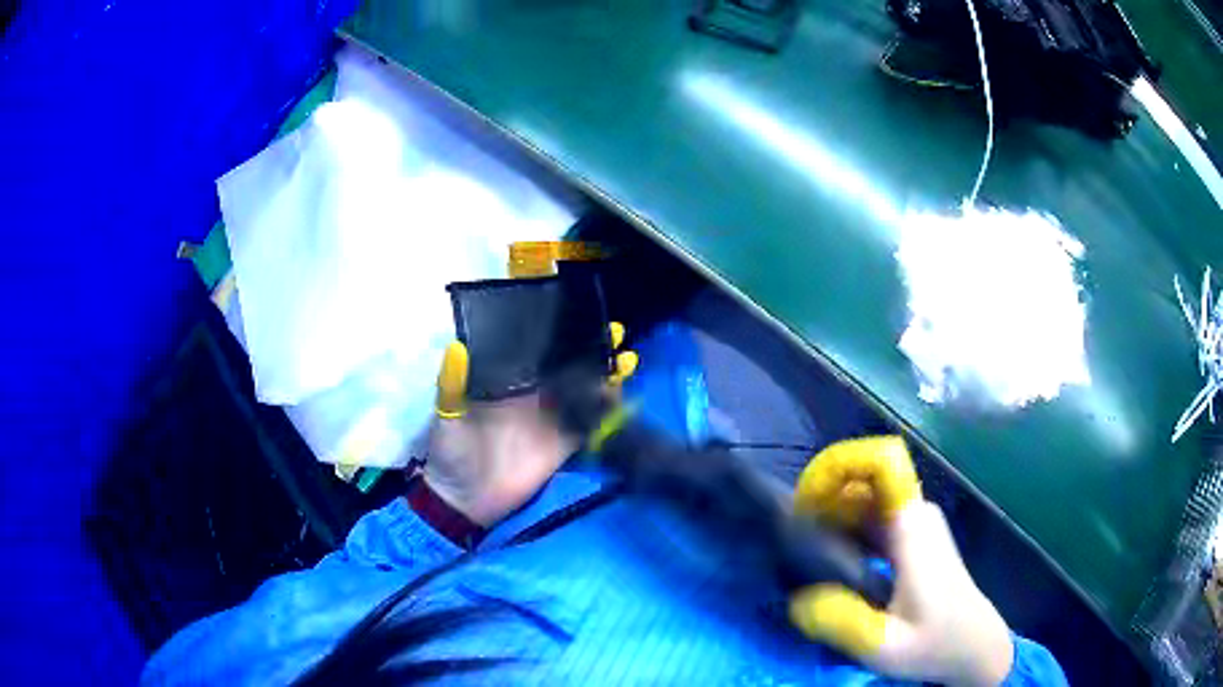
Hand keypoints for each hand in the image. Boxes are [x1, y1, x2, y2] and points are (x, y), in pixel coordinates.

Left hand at [424, 324, 637, 526]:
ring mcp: (553, 418)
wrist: (465, 500)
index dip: (557, 329)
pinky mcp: (565, 444)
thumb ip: (452, 384)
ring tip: (626, 359)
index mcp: (508, 379)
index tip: (578, 313)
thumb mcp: (448, 413)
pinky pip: (591, 423)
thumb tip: (456, 348)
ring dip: (606, 374)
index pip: (536, 347)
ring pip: (585, 389)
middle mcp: (535, 393)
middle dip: (592, 346)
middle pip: (568, 363)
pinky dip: (609, 410)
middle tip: (613, 332)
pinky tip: (622, 396)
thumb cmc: (452, 450)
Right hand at [788, 437, 1013, 685]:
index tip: (802, 501)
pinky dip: (842, 527)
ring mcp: (913, 523)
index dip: (840, 465)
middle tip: (788, 536)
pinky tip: (823, 556)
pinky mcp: (910, 537)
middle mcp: (913, 513)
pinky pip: (869, 517)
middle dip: (821, 496)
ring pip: (862, 498)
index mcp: (912, 526)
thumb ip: (840, 623)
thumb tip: (794, 598)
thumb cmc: (935, 643)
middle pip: (861, 479)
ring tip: (798, 547)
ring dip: (827, 513)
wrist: (973, 645)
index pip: (882, 462)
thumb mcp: (884, 645)